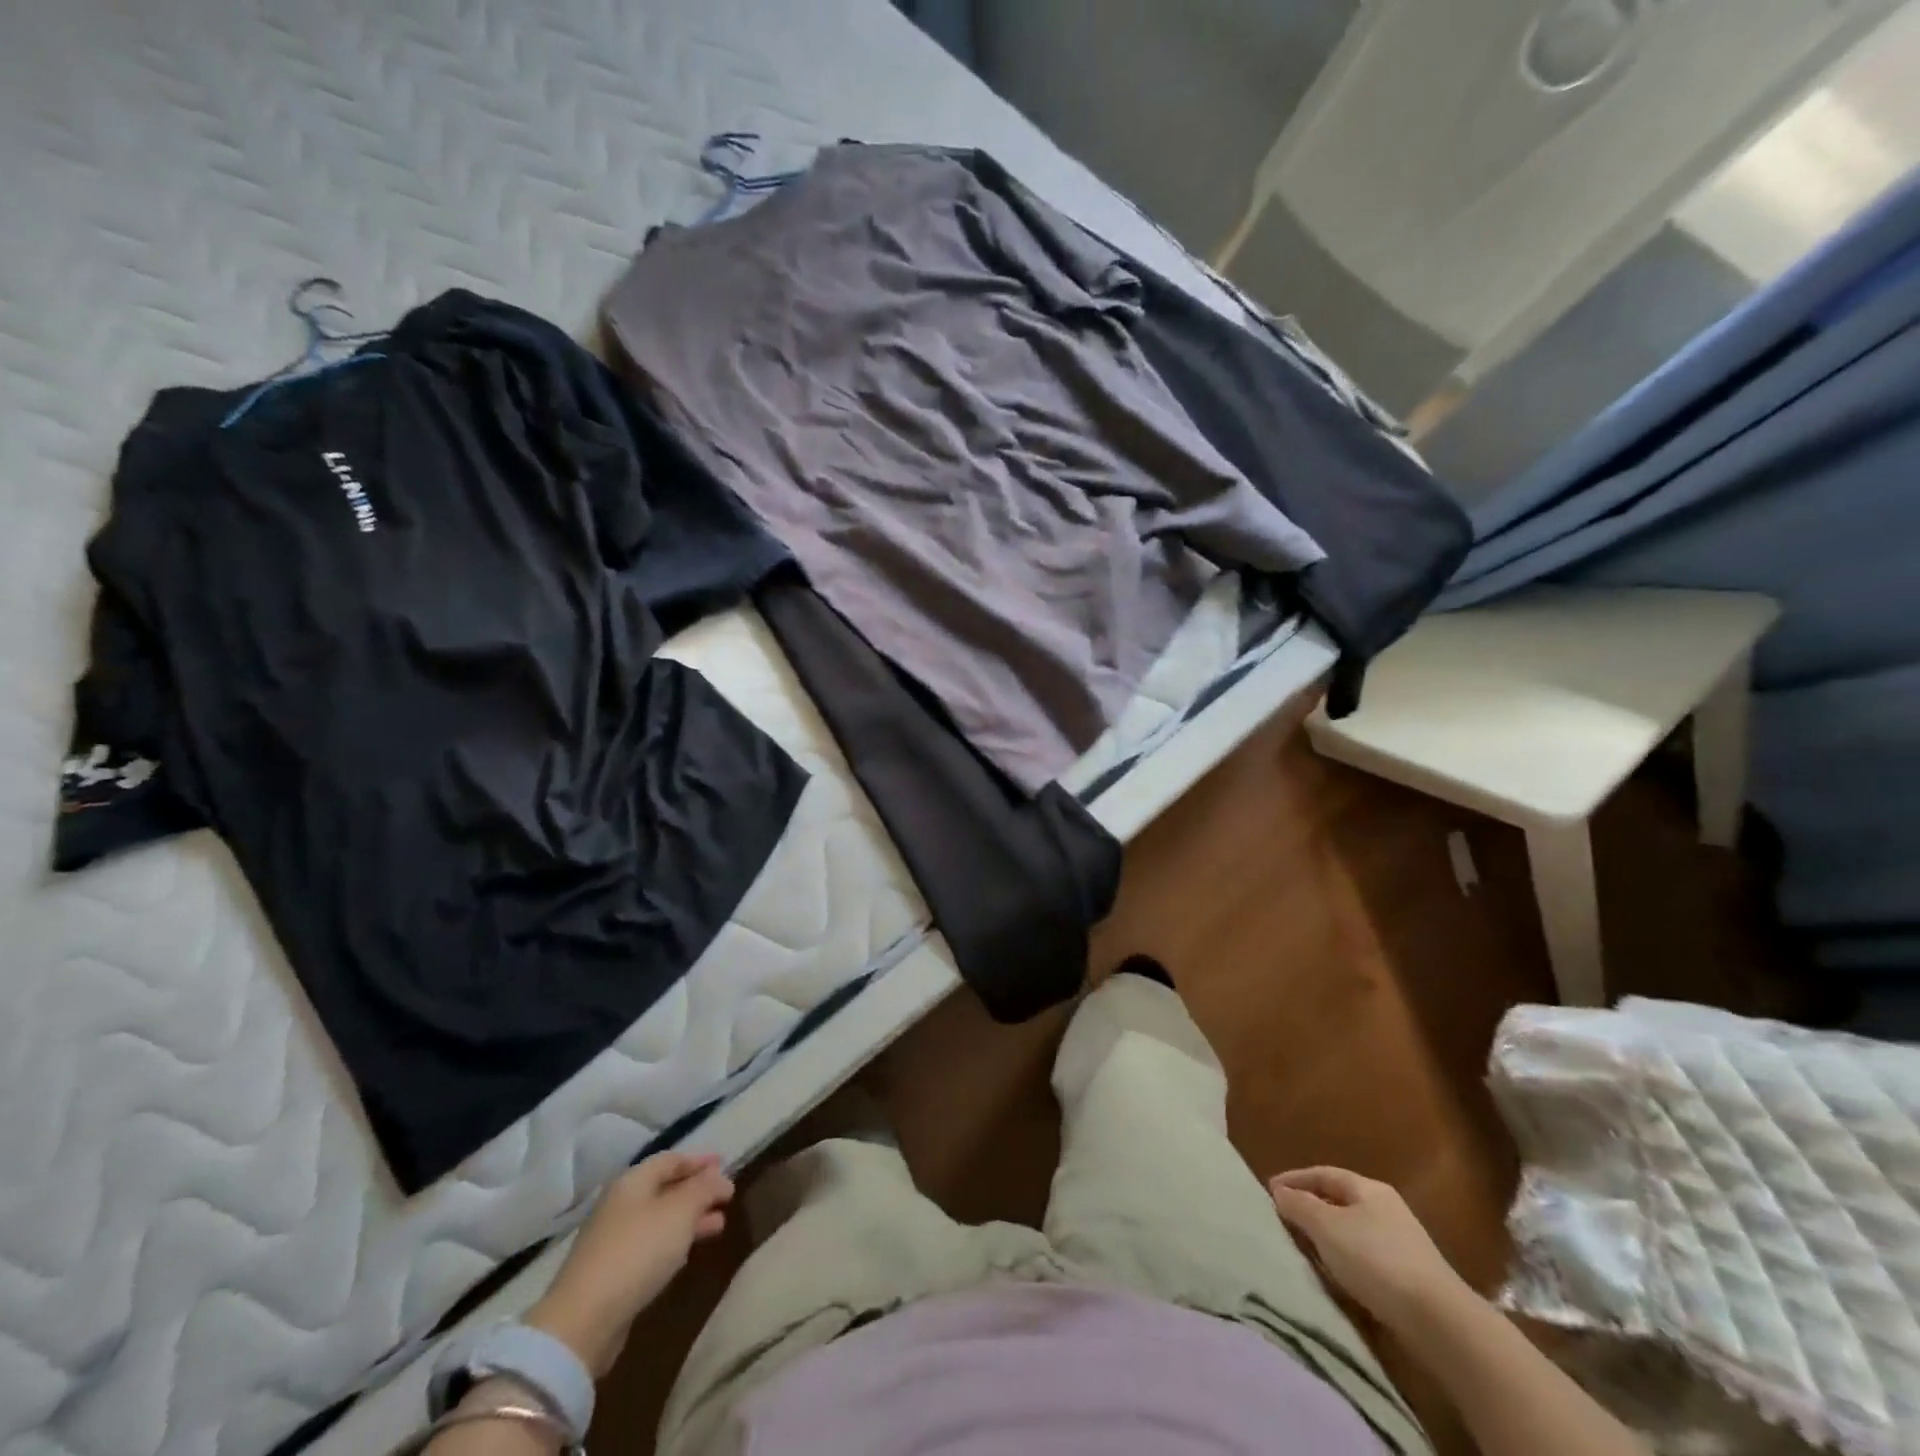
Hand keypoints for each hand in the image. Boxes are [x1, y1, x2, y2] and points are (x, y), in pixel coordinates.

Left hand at [526, 1152, 734, 1375]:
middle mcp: (620, 1205)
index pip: (671, 1159)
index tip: (726, 1165)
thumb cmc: (638, 1251)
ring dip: (690, 1219)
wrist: (584, 1320)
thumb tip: (721, 1178)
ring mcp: (613, 1240)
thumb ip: (705, 1188)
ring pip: (660, 1219)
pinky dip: (674, 1242)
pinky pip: (651, 1245)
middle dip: (698, 1191)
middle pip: (665, 1189)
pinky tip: (688, 1253)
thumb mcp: (681, 1211)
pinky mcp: (612, 1273)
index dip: (700, 1161)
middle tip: (726, 1197)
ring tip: (719, 1225)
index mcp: (632, 1182)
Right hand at [1269, 1166, 1472, 1331]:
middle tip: (1283, 1219)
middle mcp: (1387, 1209)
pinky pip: (1365, 1257)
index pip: (1323, 1174)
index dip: (1294, 1179)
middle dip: (1310, 1207)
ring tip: (1304, 1248)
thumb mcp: (1327, 1227)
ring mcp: (1402, 1243)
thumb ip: (1299, 1206)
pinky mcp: (1409, 1277)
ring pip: (1352, 1230)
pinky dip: (1344, 1259)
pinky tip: (1335, 1274)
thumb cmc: (1375, 1259)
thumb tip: (1280, 1192)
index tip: (1269, 1191)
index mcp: (1368, 1188)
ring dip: (1327, 1236)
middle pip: (1339, 1201)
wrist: (1439, 1321)